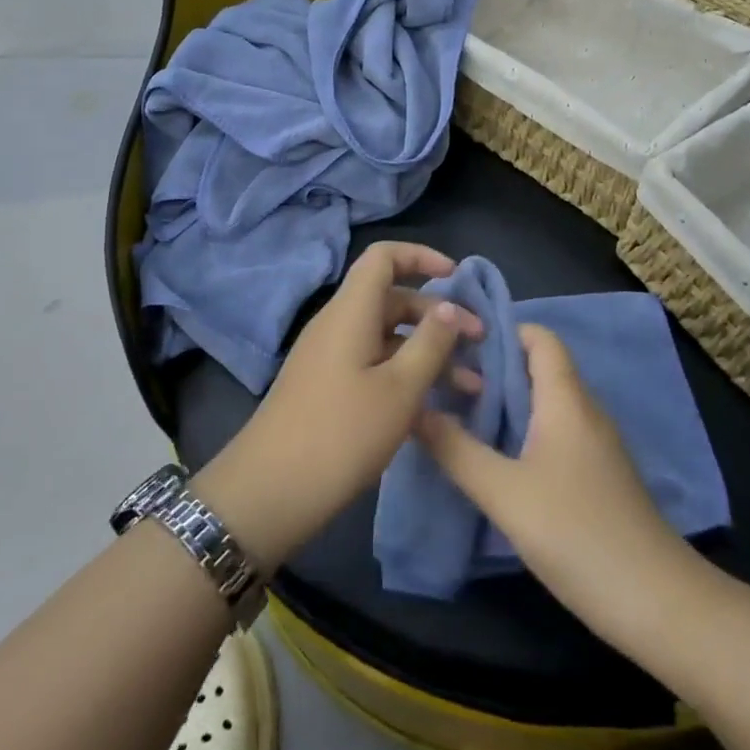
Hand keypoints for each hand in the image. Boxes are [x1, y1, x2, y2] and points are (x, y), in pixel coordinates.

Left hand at [193, 242, 480, 572]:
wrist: (269, 492)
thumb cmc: (341, 434)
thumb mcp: (399, 390)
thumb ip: (430, 343)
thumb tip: (451, 306)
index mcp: (351, 312)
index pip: (383, 257)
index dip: (421, 257)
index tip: (457, 278)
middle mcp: (339, 325)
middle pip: (392, 299)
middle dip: (438, 316)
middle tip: (479, 343)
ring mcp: (331, 358)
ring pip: (387, 337)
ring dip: (428, 353)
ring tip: (470, 385)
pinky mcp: (329, 388)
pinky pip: (374, 365)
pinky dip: (406, 375)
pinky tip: (436, 408)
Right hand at [416, 324, 695, 638]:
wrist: (656, 602)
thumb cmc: (577, 533)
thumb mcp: (504, 493)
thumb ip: (456, 450)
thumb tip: (414, 409)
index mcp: (566, 399)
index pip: (539, 337)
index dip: (501, 330)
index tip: (457, 342)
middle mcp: (584, 410)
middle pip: (538, 368)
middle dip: (492, 368)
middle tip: (444, 380)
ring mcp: (594, 444)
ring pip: (545, 403)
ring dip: (505, 402)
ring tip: (458, 413)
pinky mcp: (597, 475)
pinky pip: (555, 432)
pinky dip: (522, 430)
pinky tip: (494, 456)